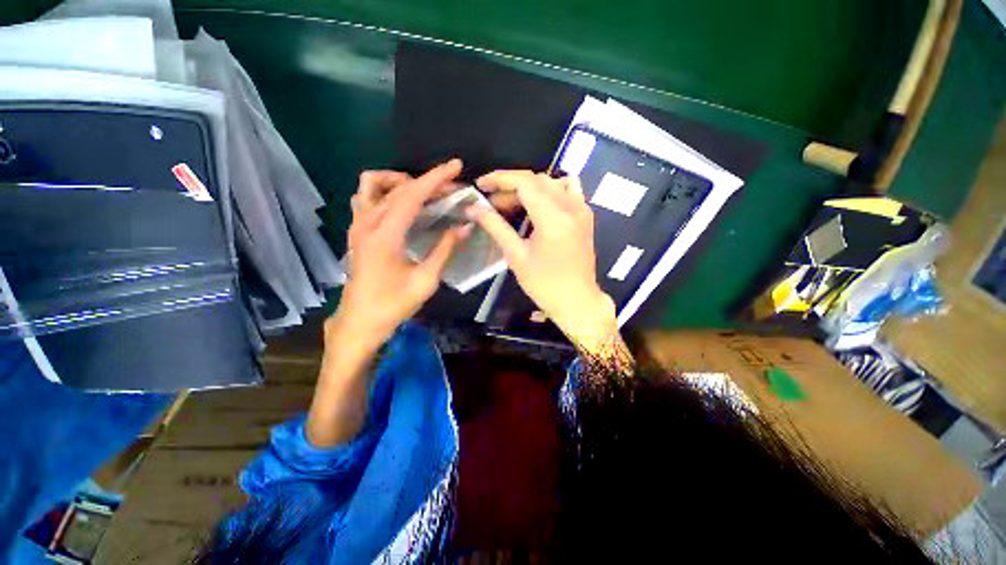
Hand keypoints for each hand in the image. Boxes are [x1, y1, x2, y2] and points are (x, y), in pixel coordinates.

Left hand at [332, 159, 470, 349]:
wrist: (360, 322)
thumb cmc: (393, 305)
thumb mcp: (426, 280)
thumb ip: (445, 249)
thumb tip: (465, 226)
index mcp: (385, 235)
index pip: (411, 195)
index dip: (435, 178)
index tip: (455, 165)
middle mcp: (367, 224)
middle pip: (396, 187)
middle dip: (426, 182)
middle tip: (450, 190)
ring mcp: (357, 227)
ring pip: (371, 185)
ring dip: (398, 181)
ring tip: (421, 194)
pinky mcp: (356, 233)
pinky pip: (366, 199)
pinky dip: (384, 193)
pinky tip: (401, 208)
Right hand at [468, 170, 619, 353]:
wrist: (577, 300)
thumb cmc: (544, 284)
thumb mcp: (516, 256)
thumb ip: (495, 227)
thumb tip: (473, 209)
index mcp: (553, 219)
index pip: (524, 183)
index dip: (500, 179)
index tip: (481, 185)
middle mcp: (571, 207)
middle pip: (537, 180)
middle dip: (510, 187)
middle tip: (492, 204)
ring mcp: (582, 209)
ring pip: (552, 182)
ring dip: (529, 188)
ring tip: (512, 204)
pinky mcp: (586, 216)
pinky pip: (569, 190)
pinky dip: (550, 190)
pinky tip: (539, 203)